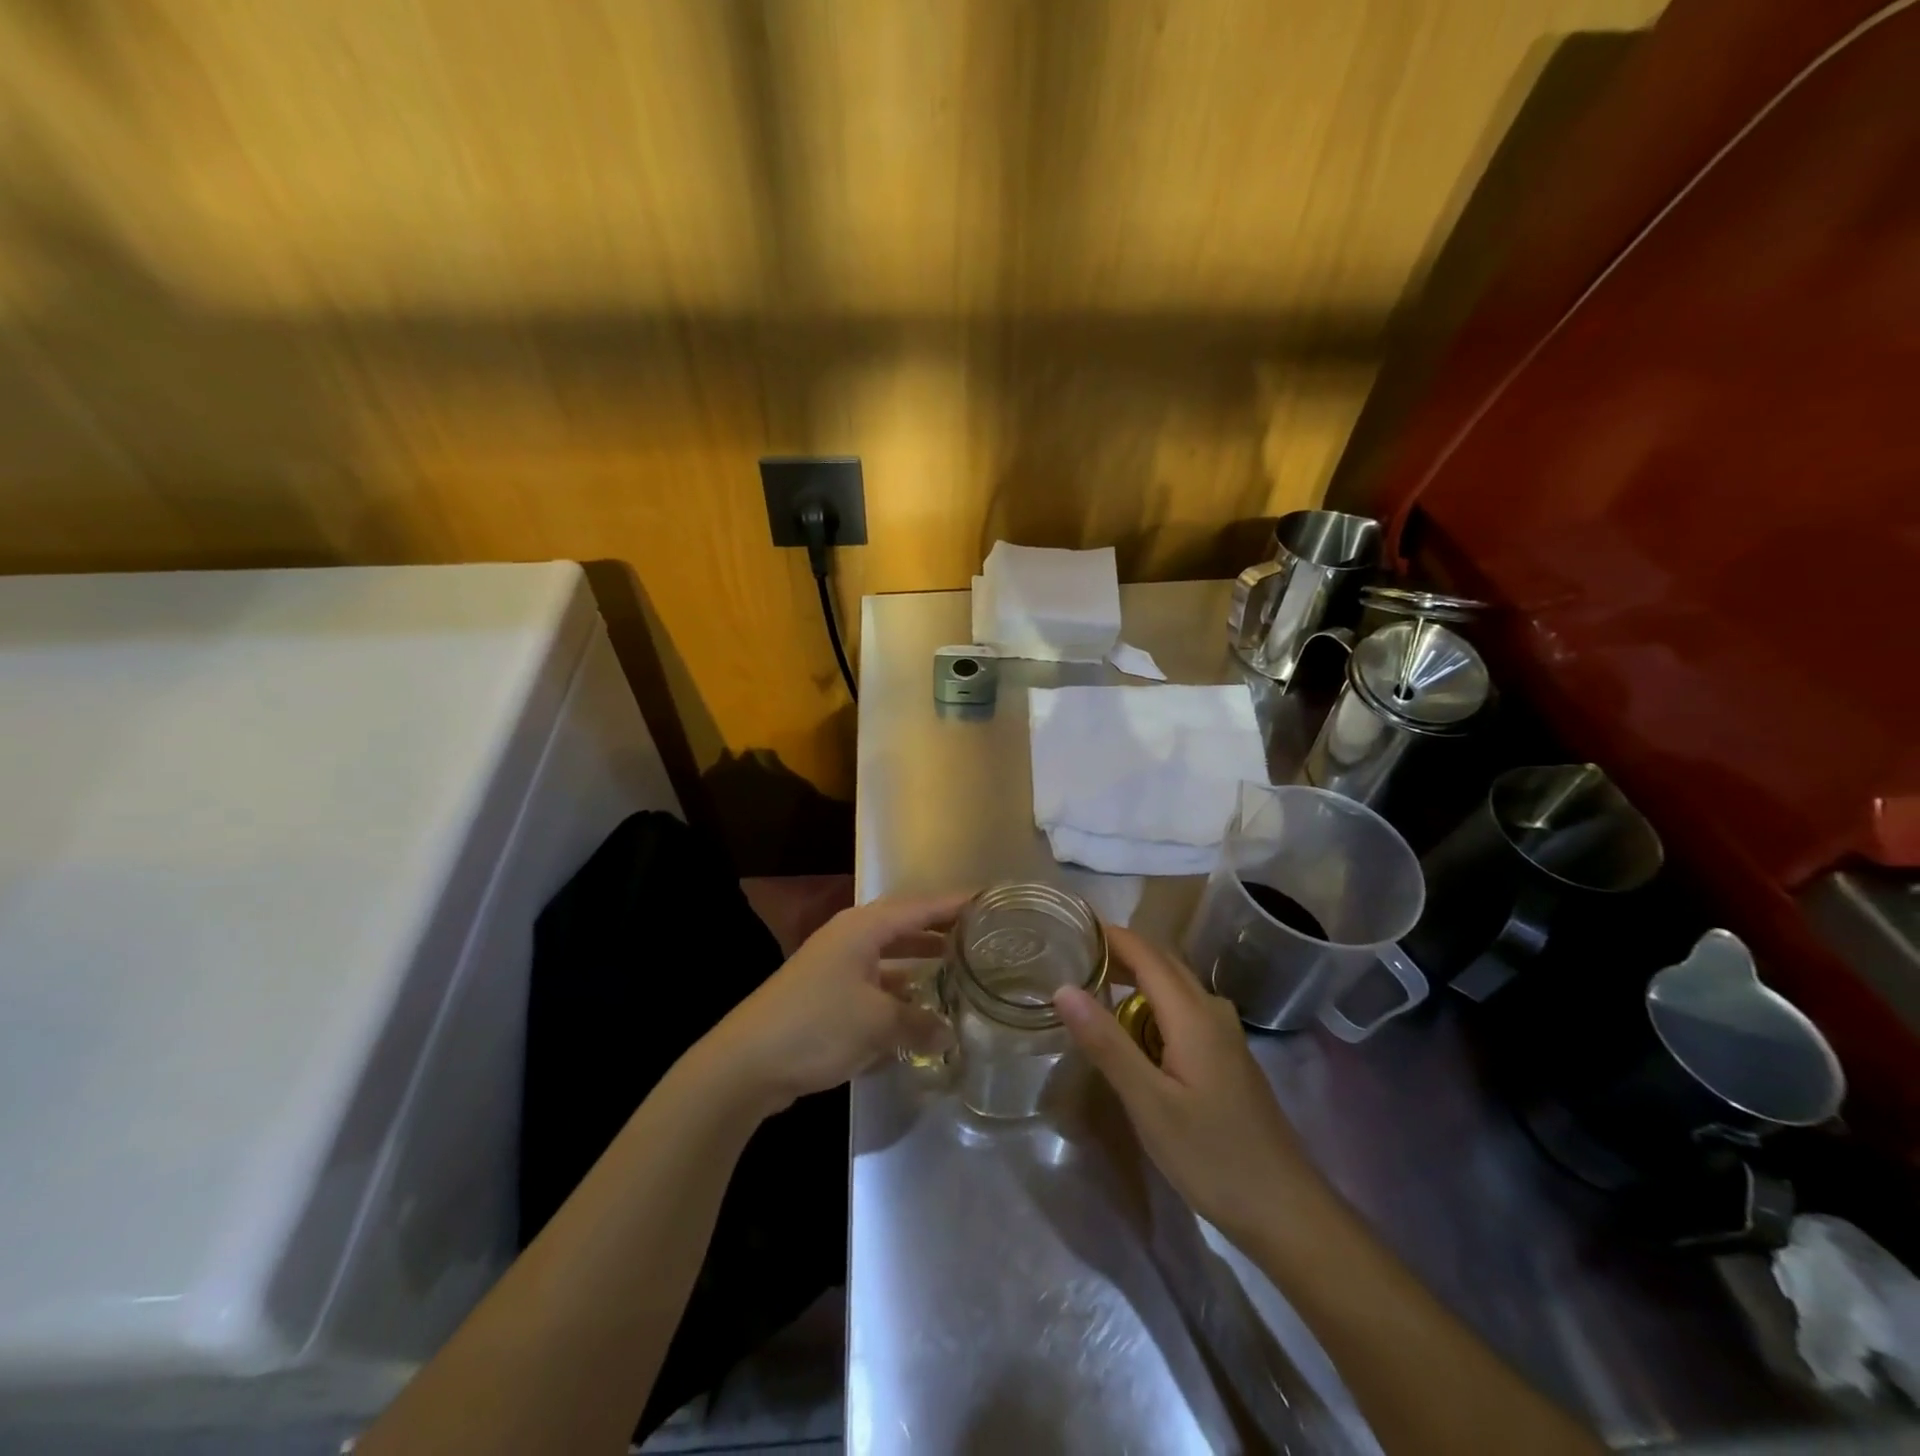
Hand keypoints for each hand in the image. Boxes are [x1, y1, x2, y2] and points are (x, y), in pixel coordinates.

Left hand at [702, 892, 967, 1115]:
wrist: (746, 1062)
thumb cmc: (817, 1025)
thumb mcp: (877, 1023)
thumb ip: (919, 1023)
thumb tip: (949, 1034)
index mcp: (863, 928)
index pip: (920, 906)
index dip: (955, 903)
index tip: (990, 900)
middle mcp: (850, 937)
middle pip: (905, 926)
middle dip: (940, 930)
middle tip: (980, 936)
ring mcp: (835, 965)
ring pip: (889, 955)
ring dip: (919, 961)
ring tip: (957, 968)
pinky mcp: (826, 994)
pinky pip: (875, 981)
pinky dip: (898, 989)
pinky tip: (918, 1007)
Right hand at [1054, 924, 1322, 1240]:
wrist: (1287, 1211)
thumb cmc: (1213, 1157)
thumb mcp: (1148, 1103)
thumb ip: (1106, 1043)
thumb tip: (1064, 988)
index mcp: (1192, 1014)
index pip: (1146, 953)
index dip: (1110, 935)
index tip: (1071, 927)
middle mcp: (1212, 1011)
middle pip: (1163, 962)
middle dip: (1120, 951)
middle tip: (1073, 955)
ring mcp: (1225, 1035)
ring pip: (1175, 986)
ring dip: (1136, 976)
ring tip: (1094, 985)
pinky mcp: (1227, 1057)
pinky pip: (1184, 1009)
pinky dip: (1152, 1002)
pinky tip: (1134, 1028)